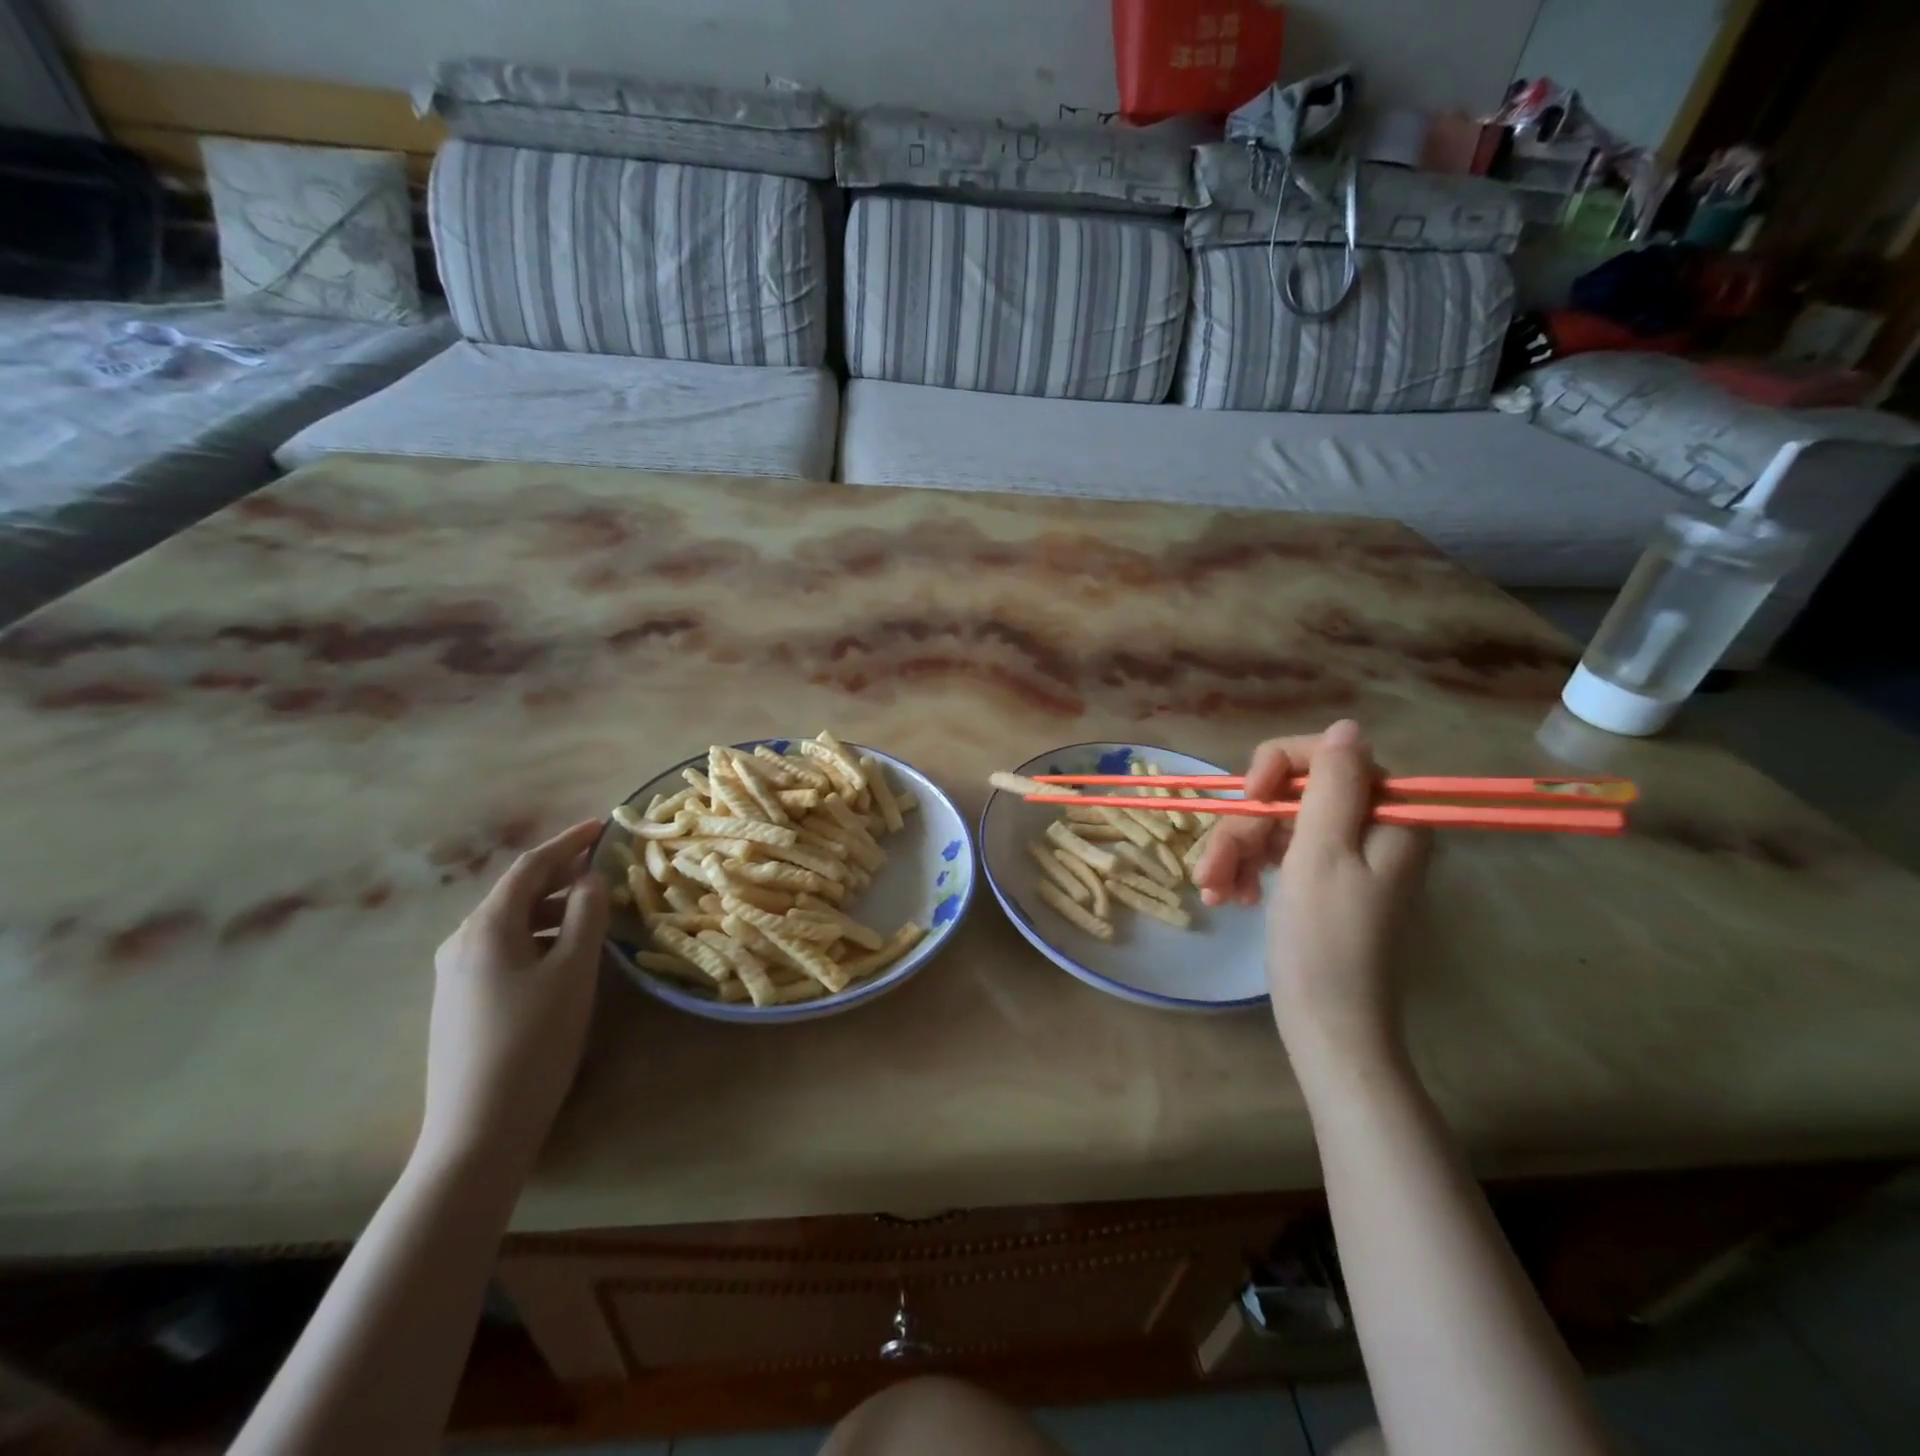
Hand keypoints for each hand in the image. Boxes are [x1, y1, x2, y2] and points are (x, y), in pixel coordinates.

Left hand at [418, 820, 610, 1175]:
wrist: (476, 1131)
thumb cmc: (533, 1041)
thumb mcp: (573, 972)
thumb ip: (587, 915)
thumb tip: (590, 878)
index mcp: (486, 927)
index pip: (530, 866)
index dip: (568, 842)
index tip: (603, 826)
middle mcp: (462, 942)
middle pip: (517, 892)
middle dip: (562, 874)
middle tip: (606, 868)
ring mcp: (455, 975)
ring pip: (512, 923)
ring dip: (553, 909)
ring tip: (595, 913)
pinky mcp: (460, 1002)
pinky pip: (505, 950)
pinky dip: (539, 937)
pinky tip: (564, 956)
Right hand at [1195, 721, 1427, 1063]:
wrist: (1325, 1025)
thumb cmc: (1325, 942)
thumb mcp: (1322, 855)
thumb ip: (1333, 786)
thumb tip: (1348, 727)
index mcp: (1387, 817)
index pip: (1329, 756)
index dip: (1281, 766)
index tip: (1250, 796)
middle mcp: (1368, 829)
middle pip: (1292, 792)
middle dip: (1246, 826)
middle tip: (1214, 866)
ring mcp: (1340, 855)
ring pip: (1274, 823)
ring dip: (1234, 852)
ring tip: (1212, 890)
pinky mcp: (1316, 879)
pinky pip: (1273, 853)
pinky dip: (1244, 870)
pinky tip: (1225, 897)